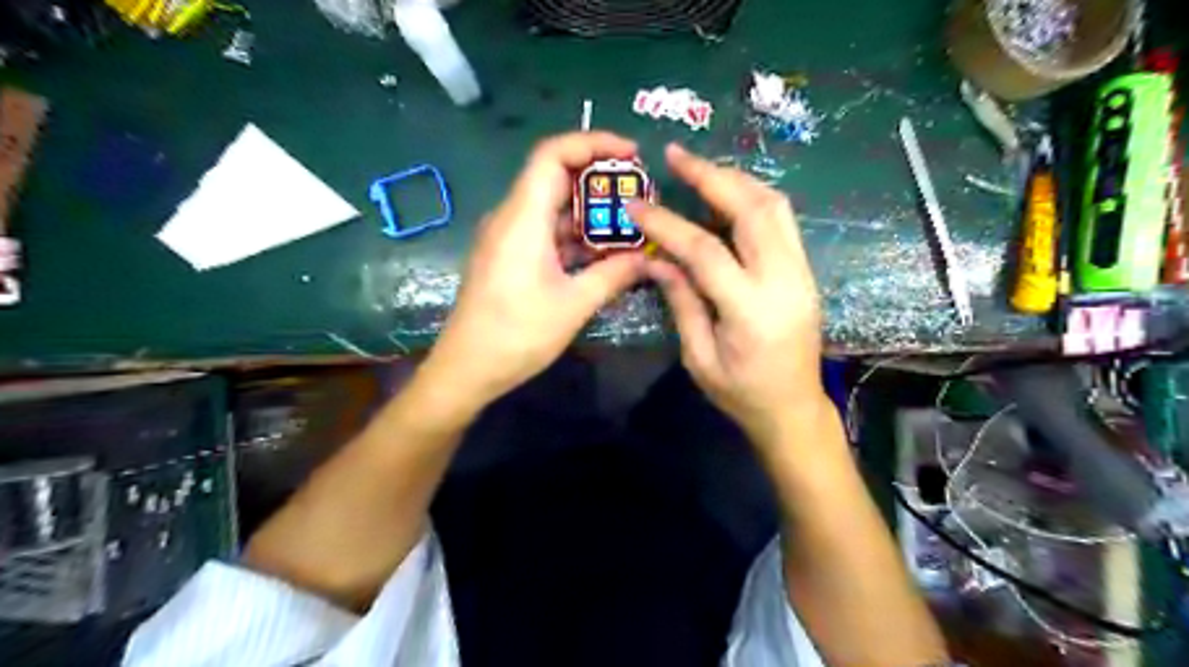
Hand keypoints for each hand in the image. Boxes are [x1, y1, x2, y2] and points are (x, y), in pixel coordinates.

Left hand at [428, 131, 645, 411]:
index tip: (631, 154)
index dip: (593, 143)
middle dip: (599, 179)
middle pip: (554, 176)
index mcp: (523, 218)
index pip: (553, 154)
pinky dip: (574, 235)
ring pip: (552, 207)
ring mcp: (507, 238)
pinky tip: (602, 253)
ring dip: (589, 212)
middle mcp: (511, 217)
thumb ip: (615, 274)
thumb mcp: (574, 304)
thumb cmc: (517, 334)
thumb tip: (650, 259)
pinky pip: (544, 231)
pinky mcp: (508, 257)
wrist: (467, 368)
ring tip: (629, 225)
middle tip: (639, 193)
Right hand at [631, 143, 827, 443]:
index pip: (705, 251)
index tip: (637, 205)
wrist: (794, 409)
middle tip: (675, 156)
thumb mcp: (699, 357)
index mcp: (751, 310)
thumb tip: (658, 258)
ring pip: (775, 206)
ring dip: (736, 180)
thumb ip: (682, 302)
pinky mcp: (805, 271)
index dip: (668, 224)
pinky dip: (753, 198)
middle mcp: (784, 280)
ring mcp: (802, 272)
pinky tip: (727, 196)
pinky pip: (782, 221)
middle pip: (752, 209)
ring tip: (700, 170)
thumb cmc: (741, 394)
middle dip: (711, 176)